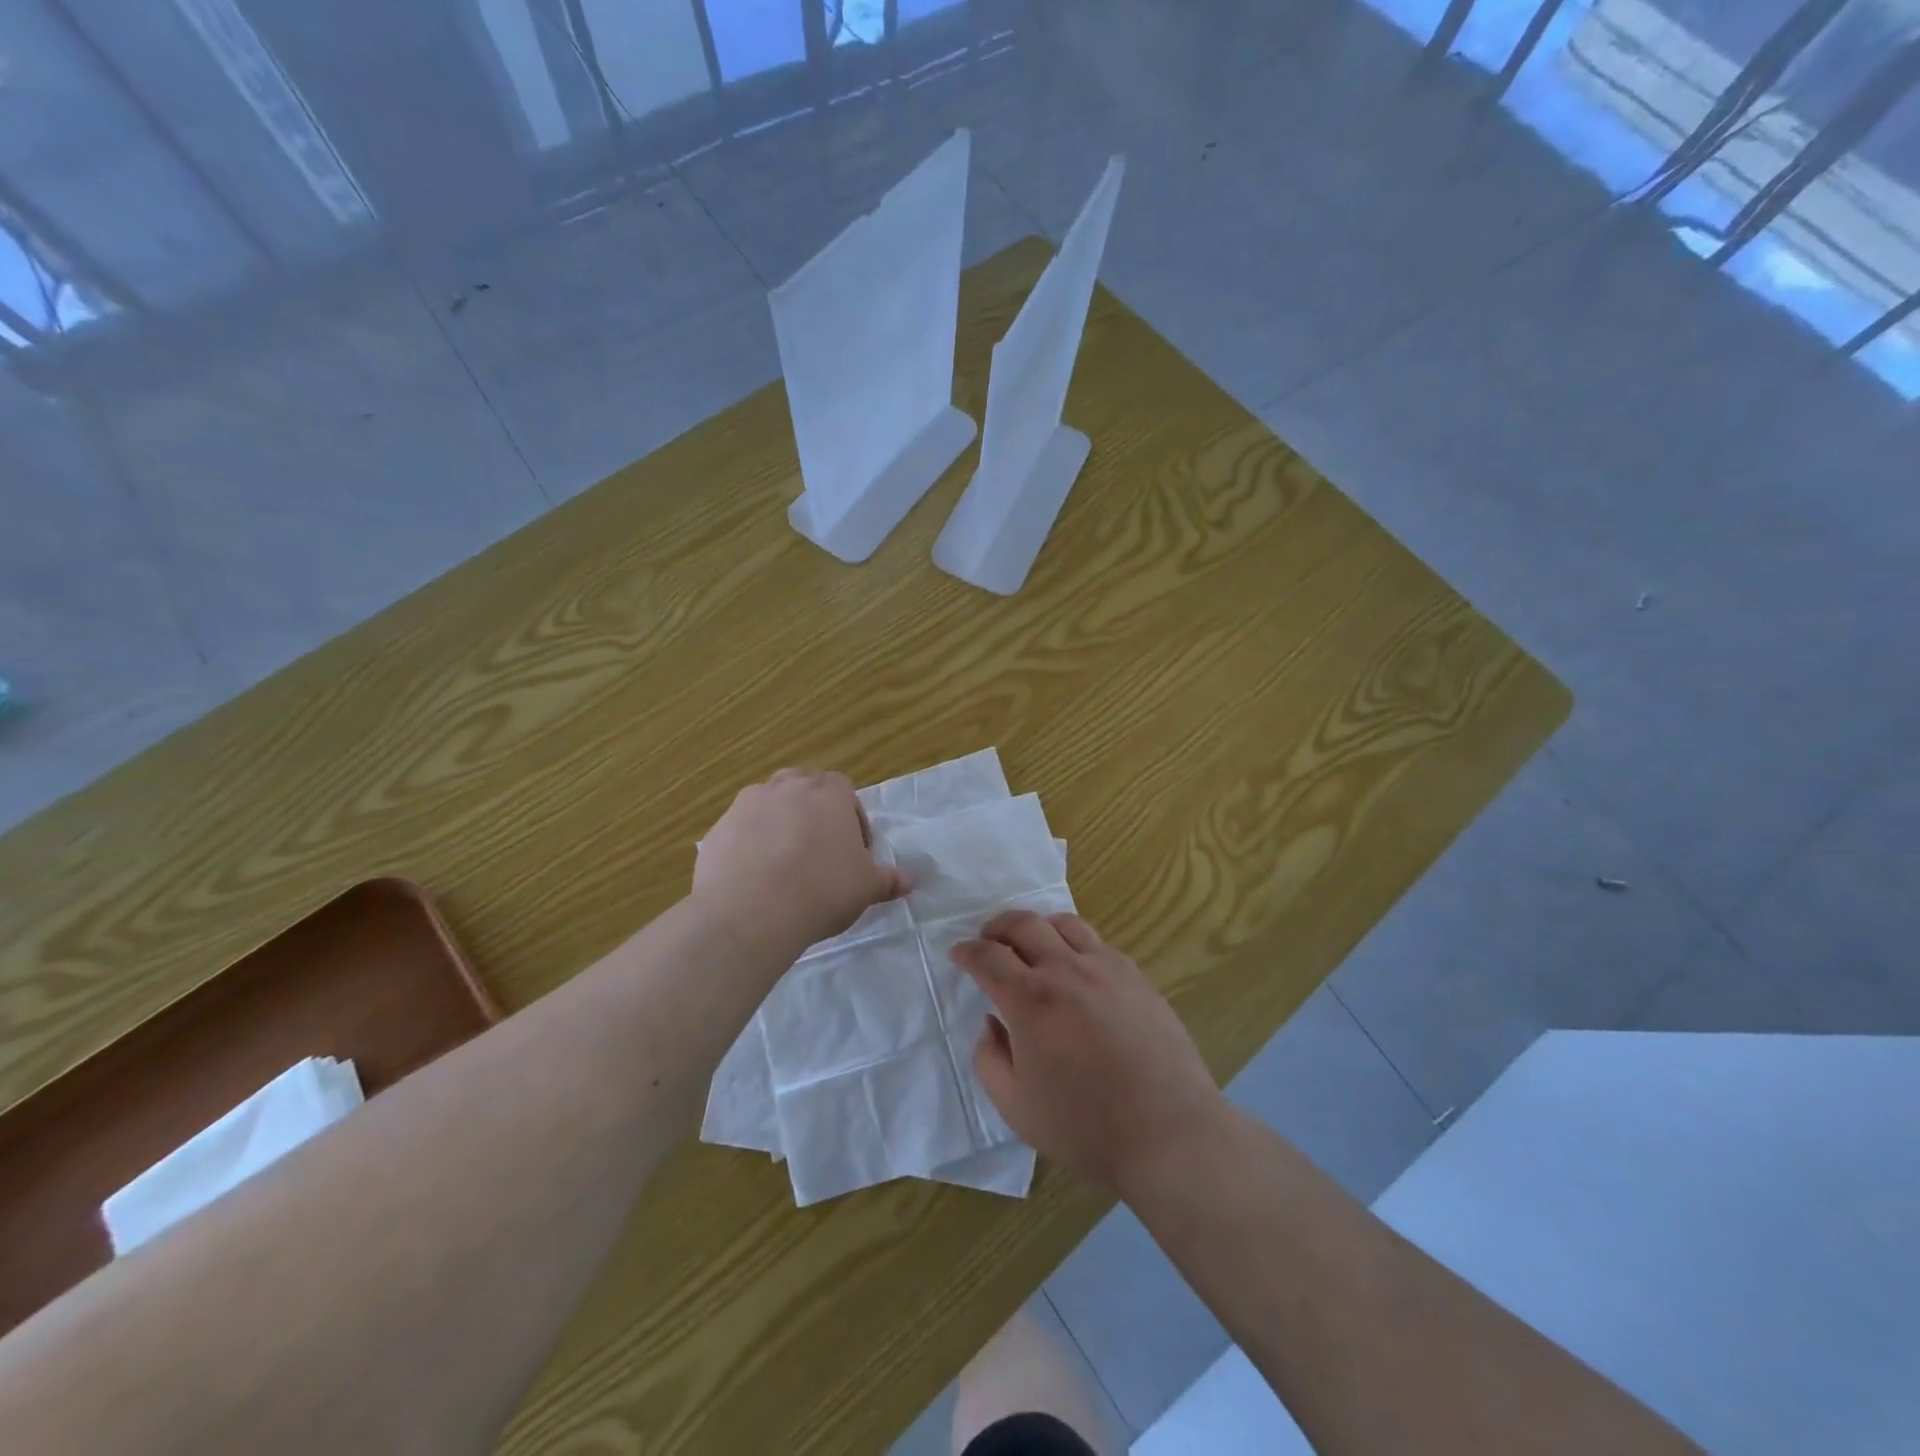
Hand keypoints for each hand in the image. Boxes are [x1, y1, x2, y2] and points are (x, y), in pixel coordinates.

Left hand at [694, 768, 909, 949]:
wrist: (751, 911)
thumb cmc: (822, 889)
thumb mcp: (865, 888)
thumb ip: (887, 879)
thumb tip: (909, 881)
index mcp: (828, 793)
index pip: (844, 790)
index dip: (851, 819)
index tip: (853, 851)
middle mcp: (787, 787)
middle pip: (804, 789)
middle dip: (813, 813)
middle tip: (819, 852)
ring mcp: (747, 804)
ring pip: (769, 805)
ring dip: (779, 825)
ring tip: (784, 865)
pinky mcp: (718, 829)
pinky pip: (741, 831)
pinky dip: (749, 846)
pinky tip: (755, 879)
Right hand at [951, 911, 1224, 1192]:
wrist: (1168, 1133)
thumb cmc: (1085, 1127)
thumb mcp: (1016, 1108)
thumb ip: (989, 1059)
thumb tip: (992, 1024)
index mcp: (1030, 1000)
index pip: (988, 957)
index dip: (967, 952)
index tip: (959, 954)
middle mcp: (1066, 970)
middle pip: (1024, 924)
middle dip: (997, 927)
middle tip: (988, 940)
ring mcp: (1106, 968)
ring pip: (1064, 923)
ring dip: (1038, 926)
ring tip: (1032, 944)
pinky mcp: (1136, 977)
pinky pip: (1098, 943)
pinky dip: (1075, 943)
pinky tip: (1077, 968)